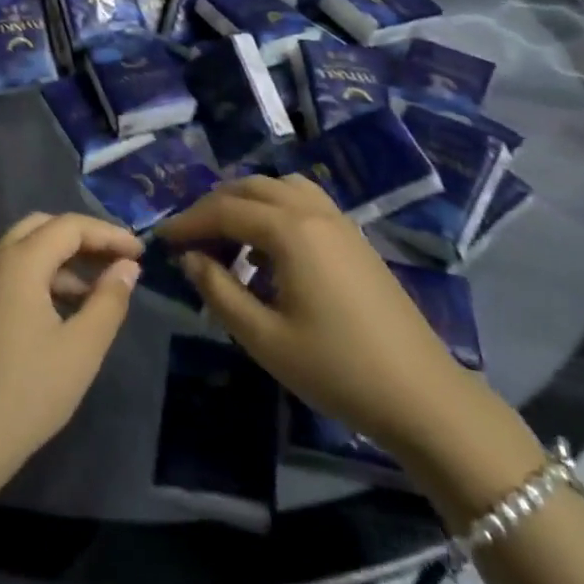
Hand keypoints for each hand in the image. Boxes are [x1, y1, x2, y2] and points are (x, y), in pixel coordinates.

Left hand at [0, 212, 142, 495]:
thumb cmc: (25, 393)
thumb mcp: (80, 350)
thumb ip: (108, 302)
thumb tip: (126, 267)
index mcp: (18, 261)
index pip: (69, 226)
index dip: (108, 234)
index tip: (141, 252)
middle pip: (43, 227)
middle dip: (83, 238)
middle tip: (117, 261)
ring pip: (24, 250)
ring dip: (62, 261)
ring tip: (97, 292)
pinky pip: (10, 273)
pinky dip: (40, 277)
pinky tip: (62, 311)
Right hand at [156, 175, 471, 448]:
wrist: (423, 396)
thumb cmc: (337, 369)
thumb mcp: (264, 338)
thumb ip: (218, 291)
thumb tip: (189, 258)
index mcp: (289, 230)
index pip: (224, 210)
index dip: (188, 222)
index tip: (161, 239)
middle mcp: (313, 211)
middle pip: (250, 187)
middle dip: (213, 206)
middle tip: (189, 237)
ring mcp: (339, 221)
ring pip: (280, 187)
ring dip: (246, 200)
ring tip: (226, 234)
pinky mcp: (355, 237)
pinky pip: (304, 201)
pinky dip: (275, 207)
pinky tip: (269, 246)